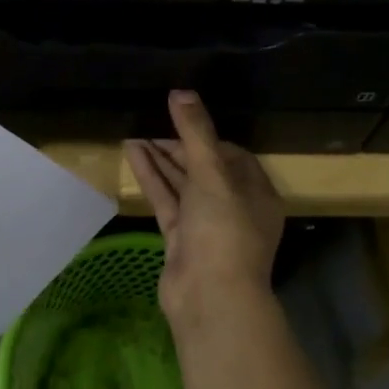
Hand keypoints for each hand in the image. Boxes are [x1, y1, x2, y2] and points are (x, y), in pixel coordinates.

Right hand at [126, 91, 284, 329]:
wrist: (210, 296)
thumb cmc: (223, 230)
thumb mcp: (212, 174)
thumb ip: (196, 132)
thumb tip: (181, 92)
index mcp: (256, 193)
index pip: (232, 155)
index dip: (207, 136)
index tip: (182, 120)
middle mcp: (234, 208)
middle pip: (205, 169)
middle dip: (179, 147)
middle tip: (153, 124)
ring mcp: (206, 225)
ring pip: (182, 185)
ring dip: (161, 161)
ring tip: (135, 134)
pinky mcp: (181, 240)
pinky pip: (166, 201)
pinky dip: (151, 179)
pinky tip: (132, 154)